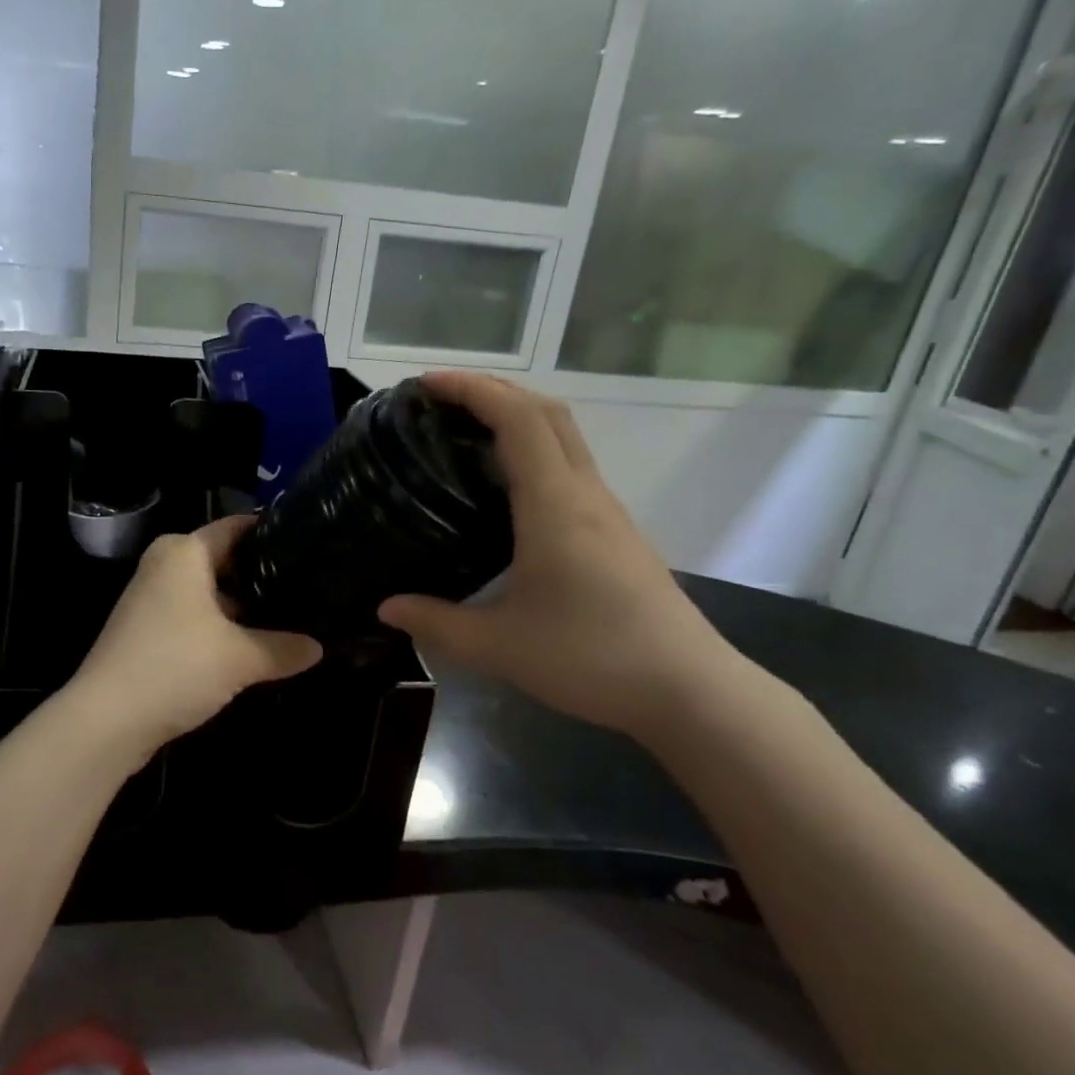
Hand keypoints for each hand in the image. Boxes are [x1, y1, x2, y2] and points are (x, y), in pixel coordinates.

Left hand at [69, 516, 322, 753]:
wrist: (107, 720)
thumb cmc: (176, 667)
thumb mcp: (240, 658)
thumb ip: (283, 648)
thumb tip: (319, 647)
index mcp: (184, 552)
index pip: (235, 527)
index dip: (270, 533)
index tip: (307, 543)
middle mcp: (164, 564)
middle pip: (222, 559)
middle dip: (260, 575)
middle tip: (306, 587)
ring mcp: (151, 597)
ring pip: (208, 591)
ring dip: (241, 606)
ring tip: (288, 617)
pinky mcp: (145, 629)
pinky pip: (192, 615)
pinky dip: (218, 626)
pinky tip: (249, 645)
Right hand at [378, 373, 741, 738]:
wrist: (688, 690)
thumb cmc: (592, 658)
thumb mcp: (500, 646)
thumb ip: (437, 623)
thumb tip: (386, 607)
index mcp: (554, 505)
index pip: (517, 419)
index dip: (473, 390)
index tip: (427, 384)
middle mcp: (584, 493)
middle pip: (545, 412)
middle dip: (493, 390)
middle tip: (439, 400)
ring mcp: (606, 510)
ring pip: (563, 436)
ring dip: (516, 416)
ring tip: (464, 431)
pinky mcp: (614, 531)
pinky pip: (569, 466)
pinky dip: (532, 448)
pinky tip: (504, 485)